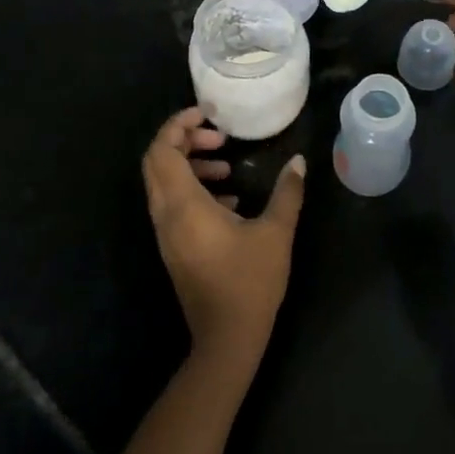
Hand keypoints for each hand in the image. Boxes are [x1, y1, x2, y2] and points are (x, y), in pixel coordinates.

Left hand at [141, 107, 305, 376]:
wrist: (227, 339)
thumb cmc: (250, 282)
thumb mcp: (276, 232)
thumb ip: (287, 192)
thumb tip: (298, 161)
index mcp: (184, 205)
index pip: (162, 151)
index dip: (178, 125)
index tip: (207, 114)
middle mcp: (167, 215)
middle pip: (156, 163)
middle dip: (183, 140)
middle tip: (218, 137)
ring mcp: (166, 234)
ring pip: (163, 184)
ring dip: (190, 165)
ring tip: (227, 166)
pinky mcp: (174, 248)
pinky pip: (173, 204)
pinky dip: (193, 189)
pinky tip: (230, 199)